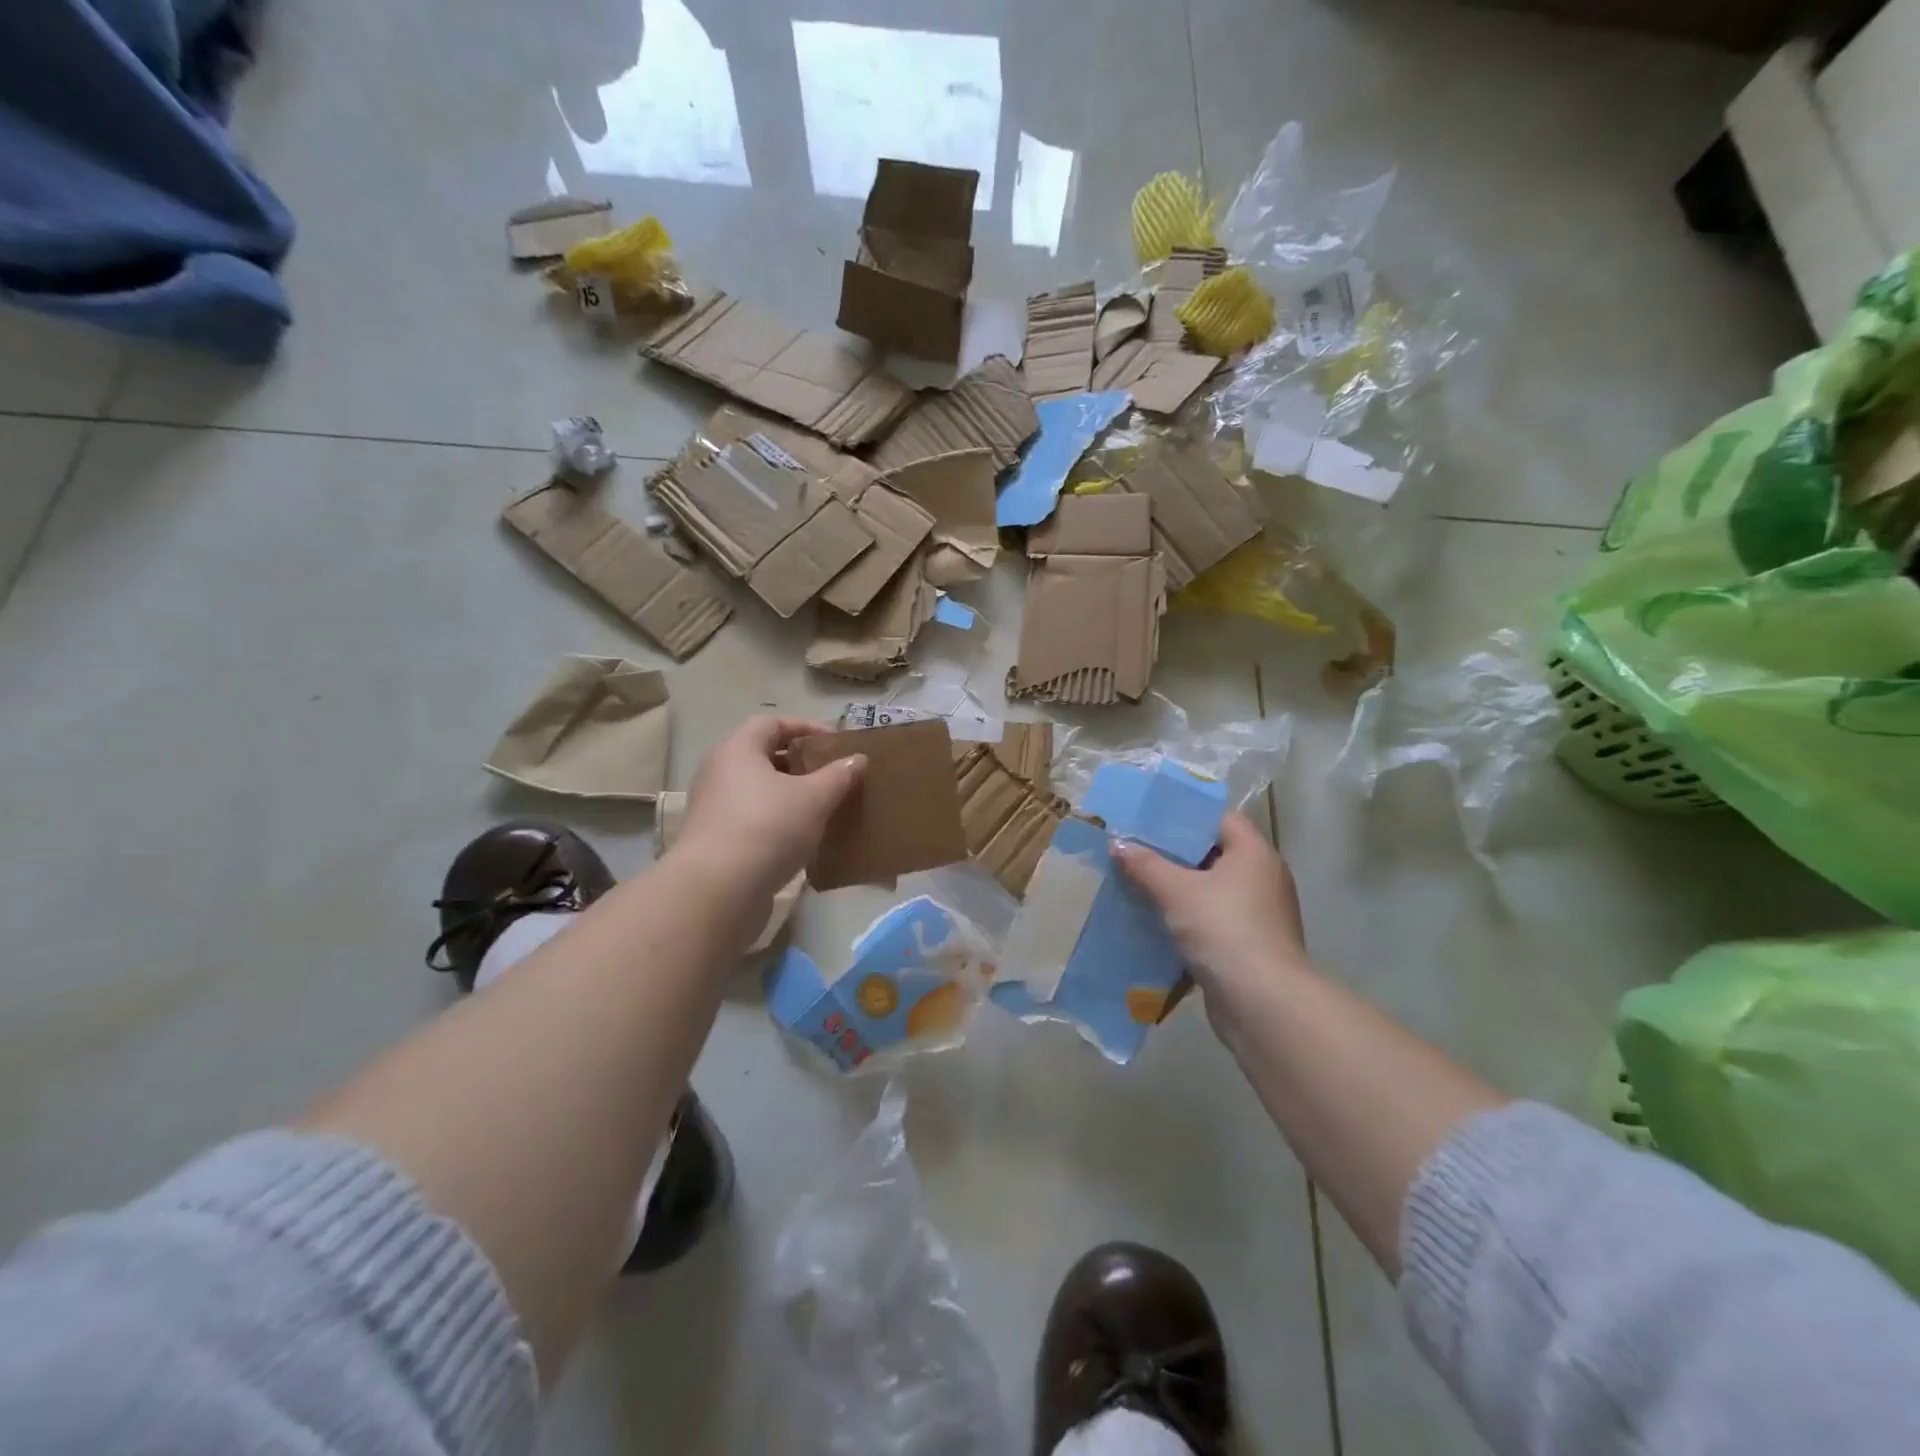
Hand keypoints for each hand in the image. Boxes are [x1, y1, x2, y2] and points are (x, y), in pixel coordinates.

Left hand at [674, 716, 864, 903]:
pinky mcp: (715, 840)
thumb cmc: (768, 828)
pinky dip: (778, 819)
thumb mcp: (814, 798)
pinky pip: (752, 817)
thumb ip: (838, 776)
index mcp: (738, 750)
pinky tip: (802, 837)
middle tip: (832, 773)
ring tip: (822, 805)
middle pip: (763, 755)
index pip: (771, 722)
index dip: (805, 727)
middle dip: (799, 762)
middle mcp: (719, 772)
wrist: (718, 890)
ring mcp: (713, 808)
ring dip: (789, 794)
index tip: (835, 742)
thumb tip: (857, 759)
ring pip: (758, 789)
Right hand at [1113, 812, 1308, 1024]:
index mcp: (1254, 853)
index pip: (1220, 819)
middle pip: (1214, 854)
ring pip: (1212, 890)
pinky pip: (1214, 919)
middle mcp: (1263, 878)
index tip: (1150, 819)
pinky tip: (1156, 921)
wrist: (1262, 1002)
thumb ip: (1145, 864)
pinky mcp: (1251, 944)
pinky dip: (1188, 918)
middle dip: (1175, 854)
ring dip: (1179, 889)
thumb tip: (1118, 843)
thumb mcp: (1176, 891)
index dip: (1186, 816)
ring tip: (1138, 883)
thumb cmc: (1223, 929)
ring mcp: (1260, 914)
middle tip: (1136, 850)